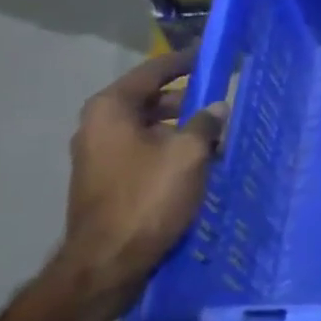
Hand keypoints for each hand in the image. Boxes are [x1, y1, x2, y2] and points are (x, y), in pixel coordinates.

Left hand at [47, 50, 228, 320]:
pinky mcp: (106, 181)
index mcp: (111, 109)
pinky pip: (143, 152)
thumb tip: (217, 107)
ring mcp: (99, 155)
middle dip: (188, 101)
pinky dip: (169, 150)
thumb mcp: (188, 154)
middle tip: (222, 102)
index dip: (185, 62)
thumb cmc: (147, 199)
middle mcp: (98, 125)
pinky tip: (198, 163)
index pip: (154, 71)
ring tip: (217, 137)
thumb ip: (206, 123)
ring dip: (182, 129)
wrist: (106, 265)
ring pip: (149, 128)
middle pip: (150, 100)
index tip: (212, 56)